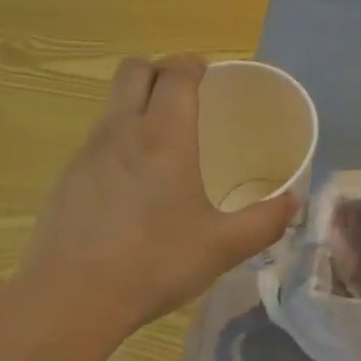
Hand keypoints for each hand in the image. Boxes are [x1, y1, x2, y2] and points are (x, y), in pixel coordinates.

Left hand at [21, 56, 298, 334]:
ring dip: (137, 104)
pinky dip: (119, 141)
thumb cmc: (154, 263)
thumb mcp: (222, 247)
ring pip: (112, 104)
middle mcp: (122, 131)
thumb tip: (293, 203)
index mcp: (164, 137)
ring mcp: (88, 153)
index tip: (208, 73)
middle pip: (134, 70)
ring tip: (162, 141)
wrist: (72, 296)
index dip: (192, 64)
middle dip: (159, 69)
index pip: (174, 73)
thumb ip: (264, 222)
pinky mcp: (67, 178)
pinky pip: (97, 140)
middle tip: (184, 96)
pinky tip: (132, 184)